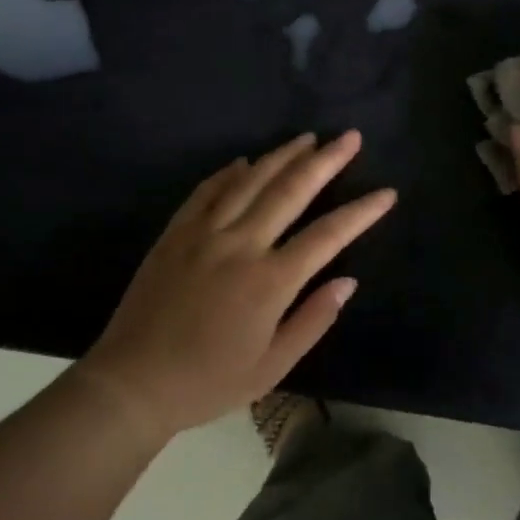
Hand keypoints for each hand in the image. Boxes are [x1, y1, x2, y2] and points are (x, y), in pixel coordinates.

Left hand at [78, 131, 396, 441]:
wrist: (132, 382)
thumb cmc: (208, 381)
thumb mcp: (271, 367)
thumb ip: (313, 320)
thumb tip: (347, 282)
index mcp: (270, 281)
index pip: (328, 235)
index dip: (361, 212)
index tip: (387, 192)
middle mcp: (240, 245)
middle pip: (291, 190)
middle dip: (326, 160)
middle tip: (350, 136)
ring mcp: (204, 233)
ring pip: (250, 181)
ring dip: (282, 155)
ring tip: (308, 137)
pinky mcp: (175, 232)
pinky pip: (207, 191)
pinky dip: (229, 173)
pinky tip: (245, 161)